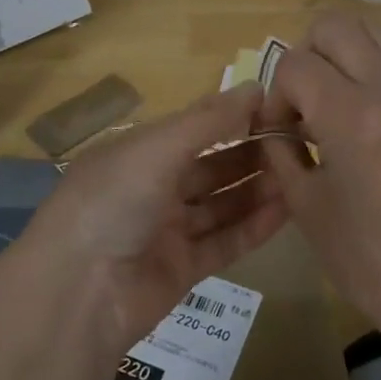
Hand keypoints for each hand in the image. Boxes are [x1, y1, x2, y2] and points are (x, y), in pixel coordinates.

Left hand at [22, 83, 289, 348]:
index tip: (278, 109)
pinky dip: (253, 227)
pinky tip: (288, 210)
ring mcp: (165, 230)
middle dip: (250, 154)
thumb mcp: (157, 148)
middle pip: (210, 166)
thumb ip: (209, 120)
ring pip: (220, 204)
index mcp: (136, 152)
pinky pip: (223, 242)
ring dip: (257, 189)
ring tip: (301, 173)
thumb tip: (256, 86)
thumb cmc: (113, 201)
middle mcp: (150, 187)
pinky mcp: (181, 269)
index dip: (232, 117)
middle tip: (299, 143)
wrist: (79, 292)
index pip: (193, 128)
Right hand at [257, 13, 380, 337]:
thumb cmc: (364, 256)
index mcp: (351, 117)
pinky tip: (364, 128)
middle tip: (303, 101)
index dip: (276, 95)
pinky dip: (368, 79)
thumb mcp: (304, 204)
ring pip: (373, 33)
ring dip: (340, 56)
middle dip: (305, 55)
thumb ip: (280, 149)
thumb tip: (274, 123)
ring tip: (332, 102)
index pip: (296, 64)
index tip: (281, 132)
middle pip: (335, 26)